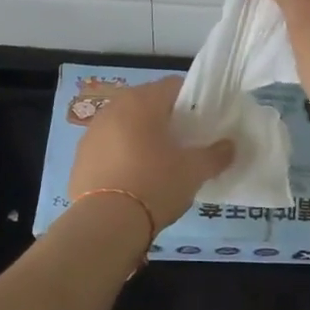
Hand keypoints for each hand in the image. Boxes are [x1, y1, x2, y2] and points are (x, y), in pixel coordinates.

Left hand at [67, 76, 235, 229]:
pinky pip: (107, 147)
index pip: (174, 85)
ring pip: (125, 124)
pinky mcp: (79, 157)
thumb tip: (230, 146)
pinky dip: (120, 155)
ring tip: (156, 163)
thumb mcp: (194, 171)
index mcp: (143, 101)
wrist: (105, 224)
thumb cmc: (155, 185)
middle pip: (147, 103)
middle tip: (182, 143)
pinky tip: (131, 179)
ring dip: (140, 136)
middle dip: (165, 119)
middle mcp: (114, 108)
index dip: (192, 101)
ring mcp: (92, 131)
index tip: (202, 123)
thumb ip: (215, 155)